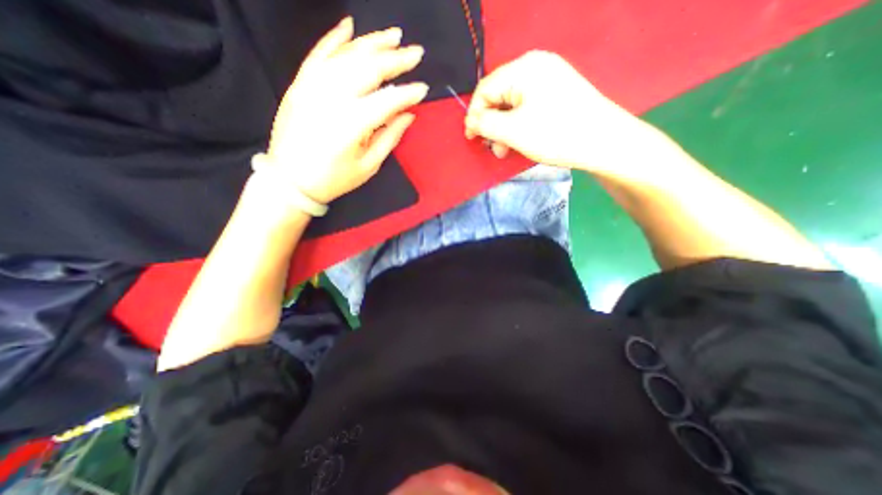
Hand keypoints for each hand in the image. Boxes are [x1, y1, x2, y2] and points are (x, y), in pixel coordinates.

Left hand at [267, 18, 429, 203]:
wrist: (290, 180)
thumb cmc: (334, 179)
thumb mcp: (368, 166)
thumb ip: (390, 137)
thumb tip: (408, 115)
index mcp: (352, 124)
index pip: (387, 99)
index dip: (408, 93)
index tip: (423, 90)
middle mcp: (332, 98)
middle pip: (369, 69)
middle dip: (396, 59)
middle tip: (416, 53)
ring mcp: (312, 87)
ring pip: (346, 55)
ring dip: (372, 43)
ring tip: (394, 36)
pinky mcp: (299, 84)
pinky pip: (318, 54)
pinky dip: (334, 38)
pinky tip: (350, 26)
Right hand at [463, 51, 645, 172]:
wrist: (603, 141)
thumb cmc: (554, 134)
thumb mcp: (513, 131)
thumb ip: (486, 124)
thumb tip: (472, 122)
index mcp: (523, 68)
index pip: (485, 89)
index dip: (474, 115)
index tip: (471, 139)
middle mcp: (535, 66)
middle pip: (499, 96)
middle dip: (492, 125)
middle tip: (494, 148)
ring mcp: (549, 78)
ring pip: (513, 104)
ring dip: (504, 128)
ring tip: (506, 150)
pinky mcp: (557, 92)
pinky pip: (527, 107)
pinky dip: (519, 125)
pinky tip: (520, 140)